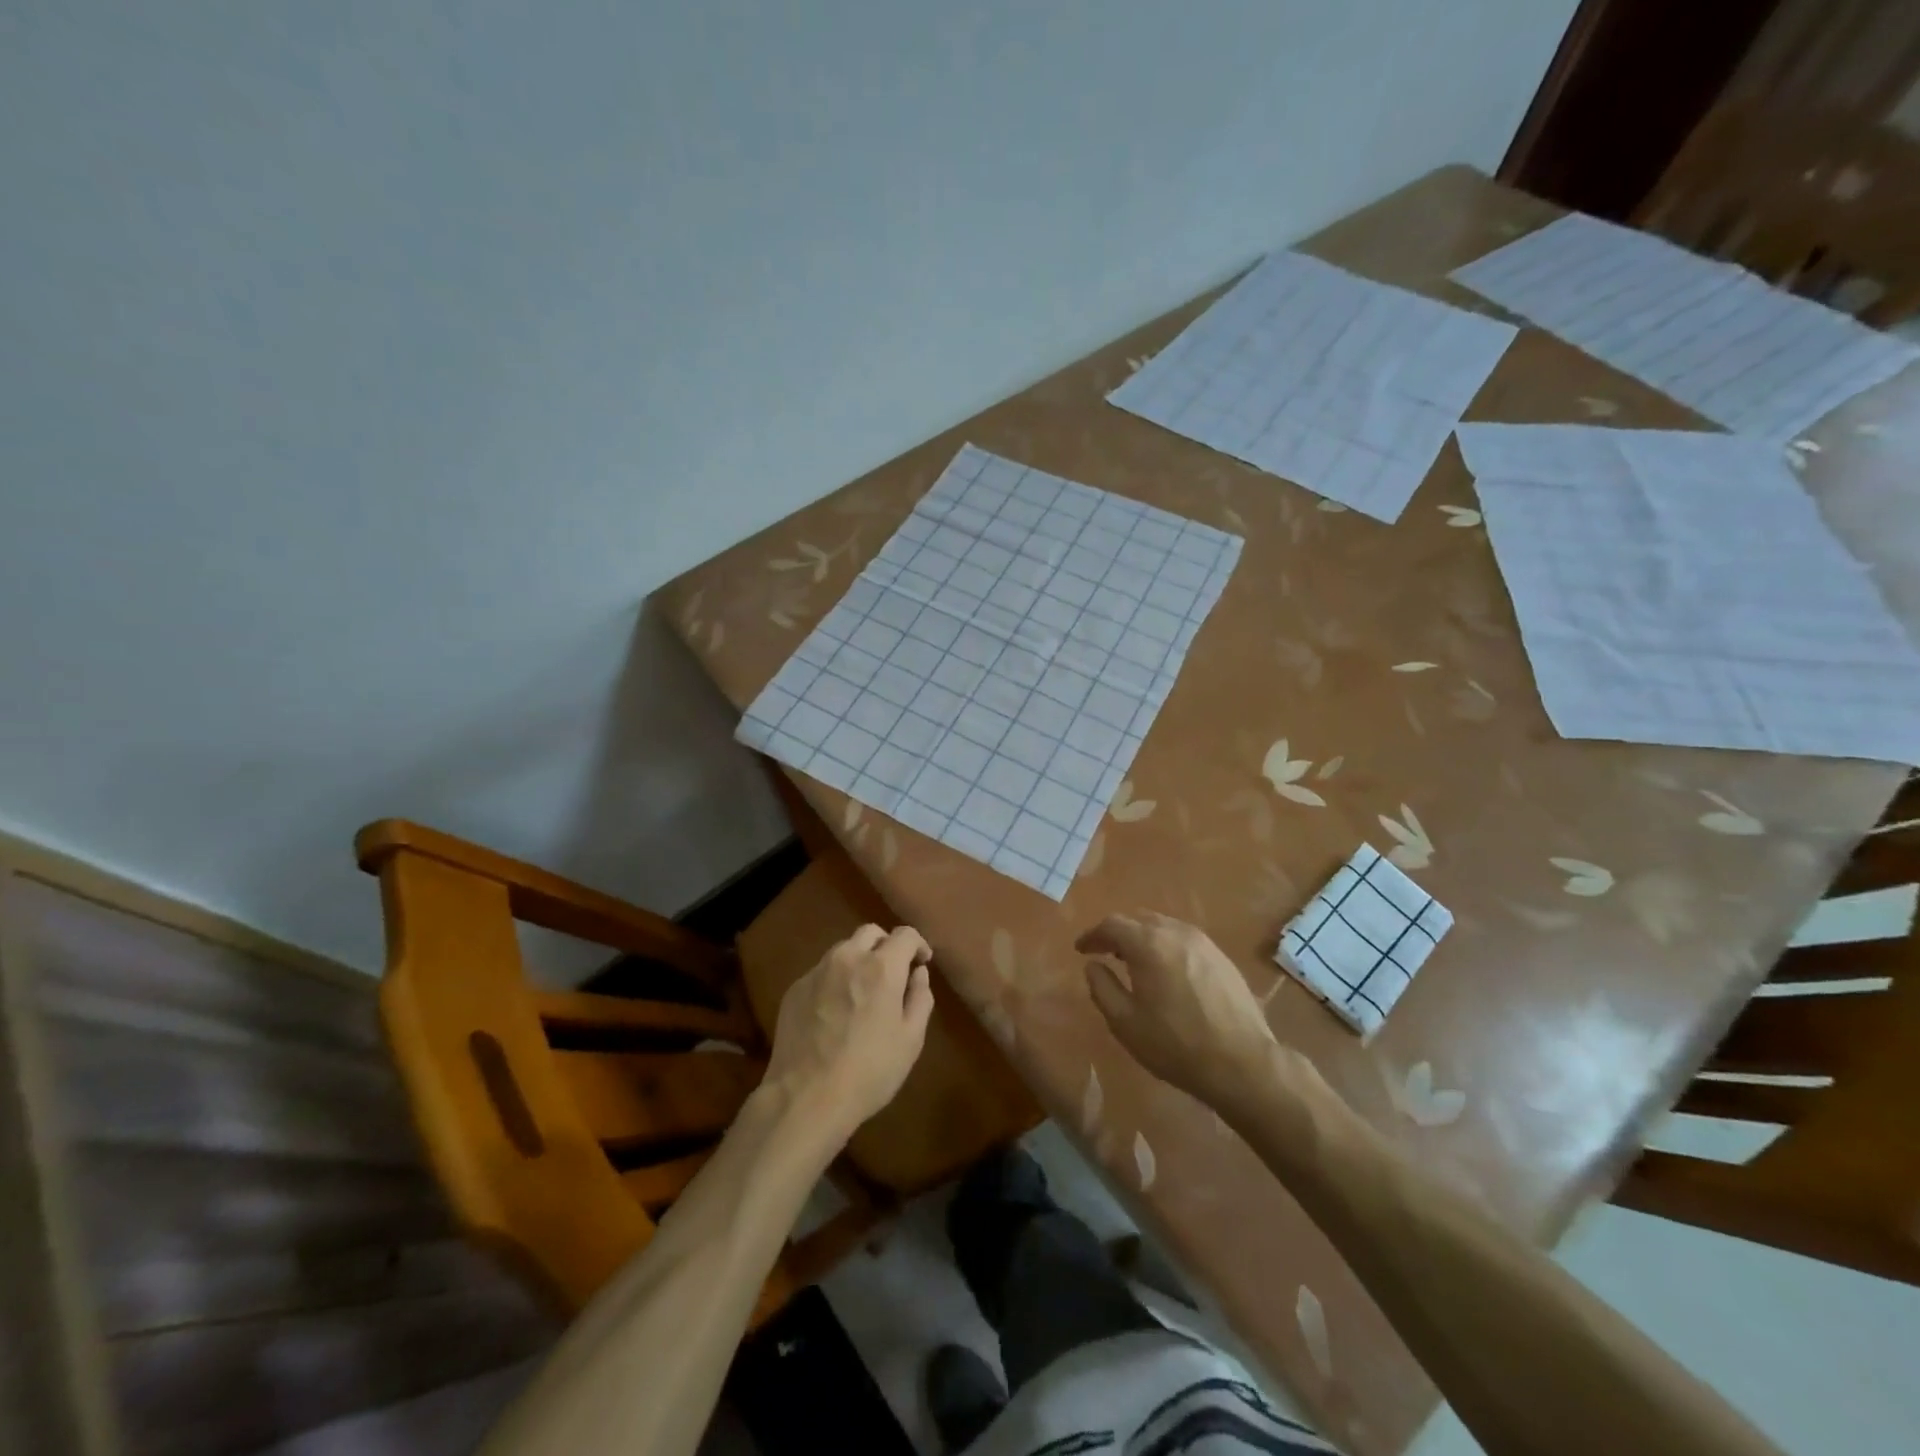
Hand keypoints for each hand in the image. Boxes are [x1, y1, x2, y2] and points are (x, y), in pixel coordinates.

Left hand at [763, 924, 934, 1138]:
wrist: (805, 1098)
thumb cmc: (869, 1071)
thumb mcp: (911, 1040)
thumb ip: (920, 997)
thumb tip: (918, 972)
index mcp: (881, 967)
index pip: (904, 934)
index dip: (918, 944)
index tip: (922, 962)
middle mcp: (847, 958)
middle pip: (870, 933)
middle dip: (886, 945)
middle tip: (893, 972)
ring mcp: (816, 971)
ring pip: (843, 949)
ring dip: (859, 959)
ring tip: (863, 990)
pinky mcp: (795, 989)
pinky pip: (822, 972)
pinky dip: (835, 979)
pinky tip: (836, 1010)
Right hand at [1077, 913, 1281, 1111]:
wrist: (1242, 1063)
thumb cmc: (1176, 1045)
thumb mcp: (1125, 1023)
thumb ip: (1102, 988)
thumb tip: (1092, 965)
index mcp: (1148, 944)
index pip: (1111, 925)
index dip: (1092, 935)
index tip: (1081, 950)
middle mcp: (1175, 932)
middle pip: (1138, 919)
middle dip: (1117, 933)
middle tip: (1105, 953)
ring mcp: (1203, 942)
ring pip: (1163, 926)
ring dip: (1143, 937)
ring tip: (1134, 961)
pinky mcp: (1221, 957)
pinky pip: (1184, 939)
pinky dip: (1165, 946)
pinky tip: (1166, 971)